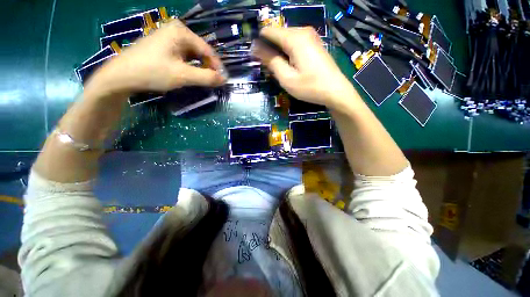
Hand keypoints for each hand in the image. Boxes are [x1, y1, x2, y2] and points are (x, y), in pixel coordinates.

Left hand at [85, 20, 225, 95]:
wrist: (121, 75)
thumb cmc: (153, 72)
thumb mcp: (183, 76)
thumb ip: (206, 77)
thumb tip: (224, 80)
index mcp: (181, 32)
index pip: (208, 50)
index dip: (217, 66)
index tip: (222, 80)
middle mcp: (176, 30)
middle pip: (200, 51)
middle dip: (208, 67)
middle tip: (212, 82)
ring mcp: (168, 37)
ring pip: (192, 54)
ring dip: (199, 67)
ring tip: (202, 80)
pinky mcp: (163, 45)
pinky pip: (183, 55)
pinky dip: (189, 66)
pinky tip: (188, 74)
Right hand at [252, 27, 355, 109]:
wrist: (335, 91)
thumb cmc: (309, 87)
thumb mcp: (286, 78)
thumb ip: (271, 61)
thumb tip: (255, 47)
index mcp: (294, 38)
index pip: (268, 31)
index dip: (260, 43)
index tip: (257, 59)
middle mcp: (302, 31)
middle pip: (278, 35)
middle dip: (270, 50)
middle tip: (271, 70)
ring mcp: (310, 36)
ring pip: (286, 40)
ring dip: (279, 53)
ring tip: (281, 71)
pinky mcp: (314, 43)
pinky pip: (295, 44)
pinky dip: (288, 53)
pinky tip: (291, 67)